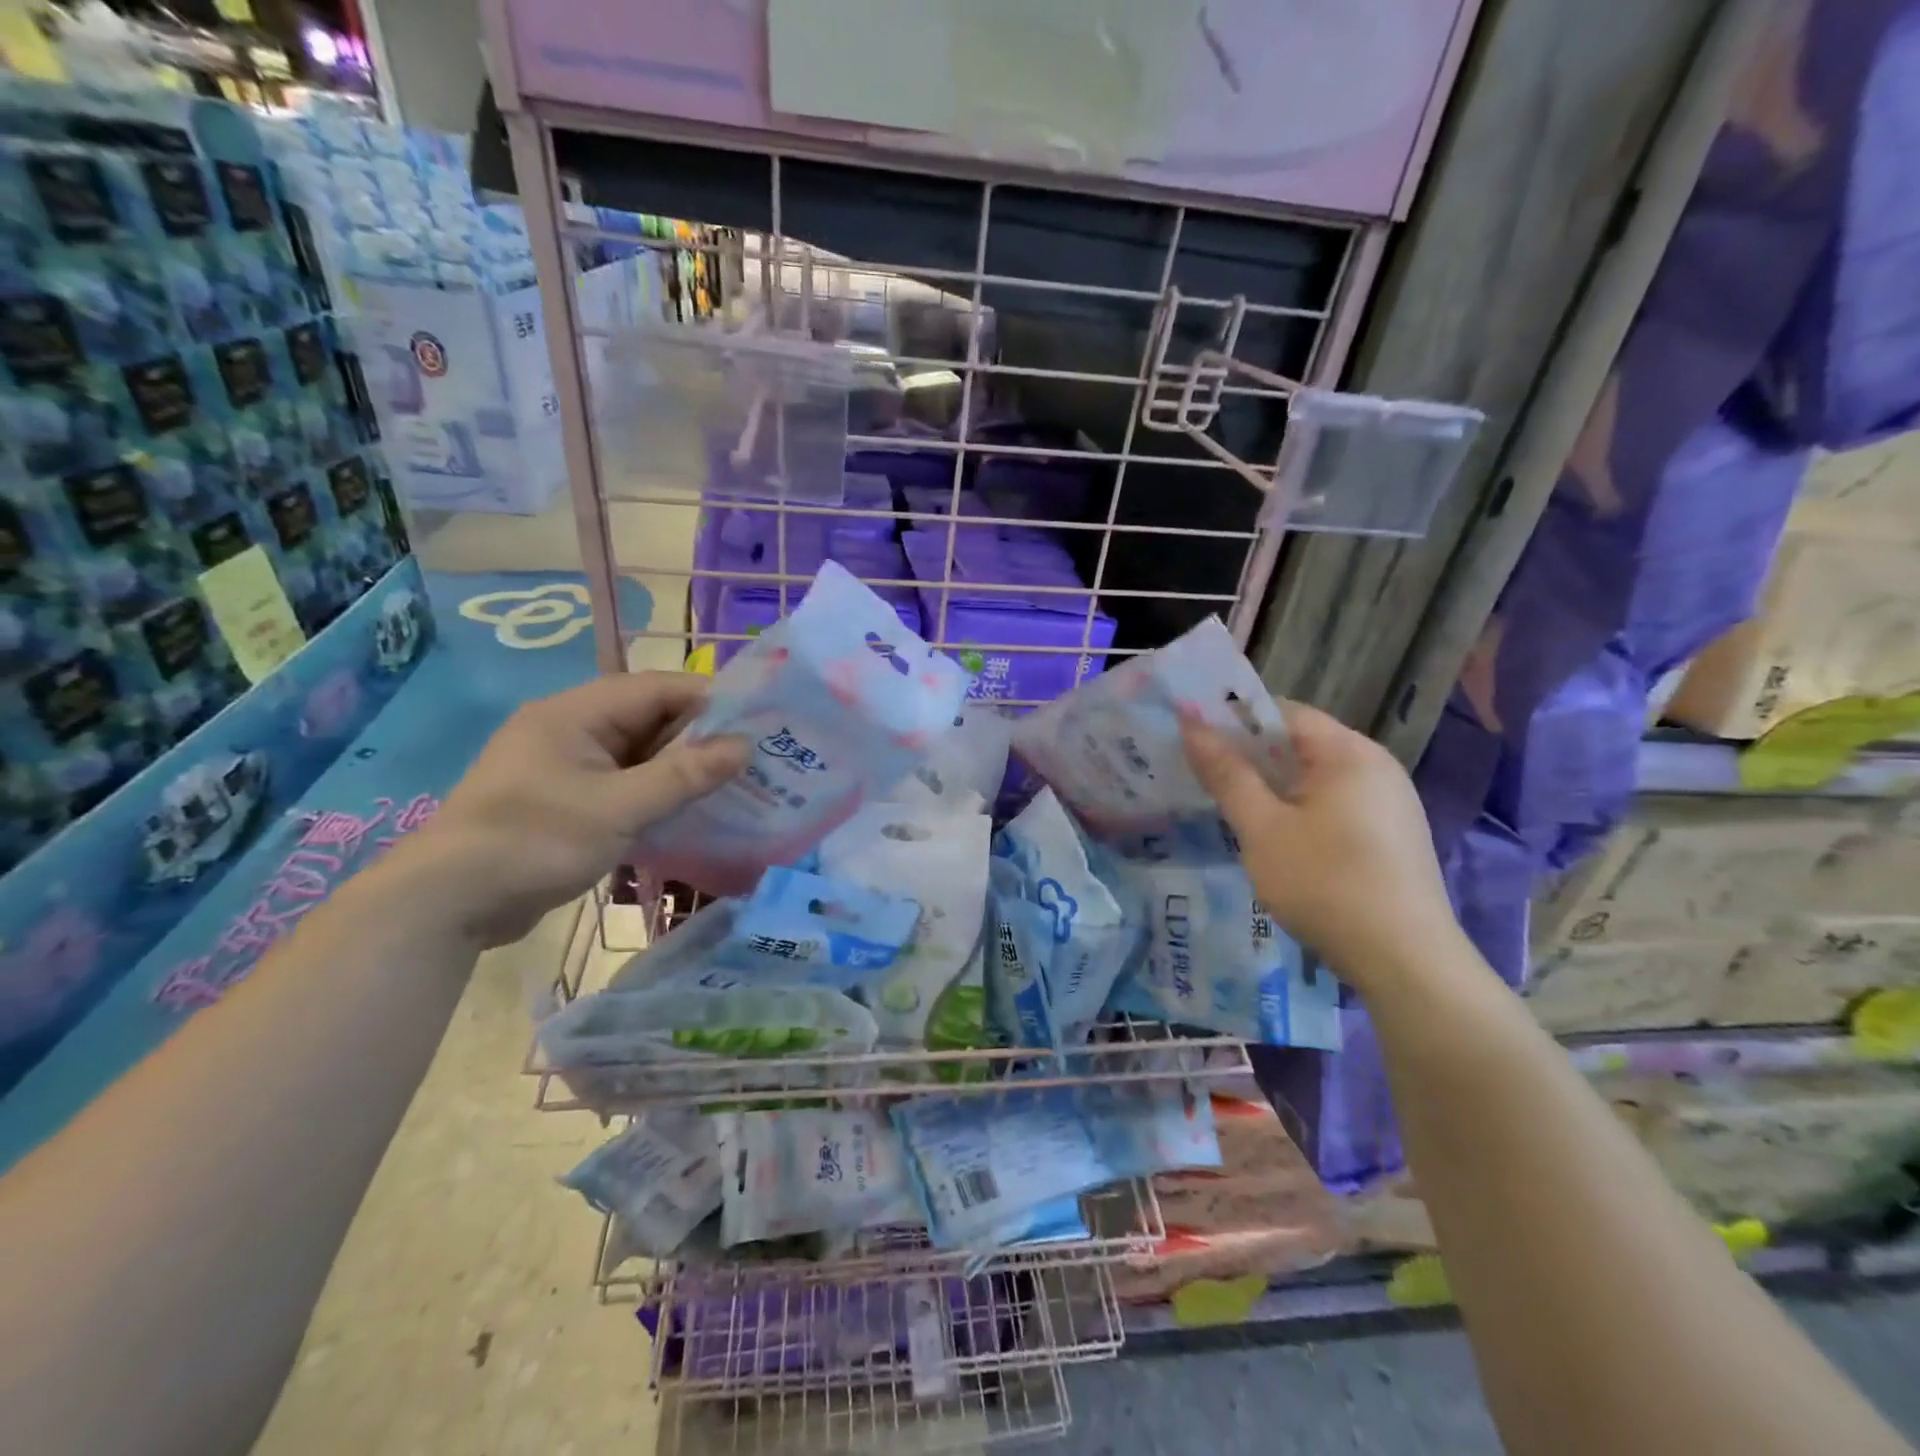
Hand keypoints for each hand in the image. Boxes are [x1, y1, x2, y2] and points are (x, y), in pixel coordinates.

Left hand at [393, 673, 746, 946]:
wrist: (447, 904)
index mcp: (575, 713)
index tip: (758, 722)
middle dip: (700, 737)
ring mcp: (565, 765)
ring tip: (732, 784)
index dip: (709, 700)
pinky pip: (623, 782)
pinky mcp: (564, 799)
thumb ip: (684, 775)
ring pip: (638, 753)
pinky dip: (655, 792)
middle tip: (753, 758)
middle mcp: (570, 728)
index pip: (657, 688)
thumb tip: (744, 746)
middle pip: (649, 718)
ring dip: (680, 768)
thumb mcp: (620, 808)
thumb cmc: (535, 842)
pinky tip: (689, 811)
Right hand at [1181, 700, 1461, 992]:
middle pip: (1301, 743)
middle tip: (1201, 772)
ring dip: (1271, 785)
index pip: (1283, 711)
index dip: (1234, 719)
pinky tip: (1273, 837)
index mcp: (1349, 752)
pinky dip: (1298, 808)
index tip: (1193, 737)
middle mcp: (1376, 766)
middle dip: (1249, 754)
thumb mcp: (1262, 828)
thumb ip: (1226, 773)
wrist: (1405, 962)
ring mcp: (1390, 802)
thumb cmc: (1326, 883)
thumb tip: (1191, 722)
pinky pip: (1334, 803)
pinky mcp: (1391, 835)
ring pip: (1315, 777)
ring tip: (1228, 804)